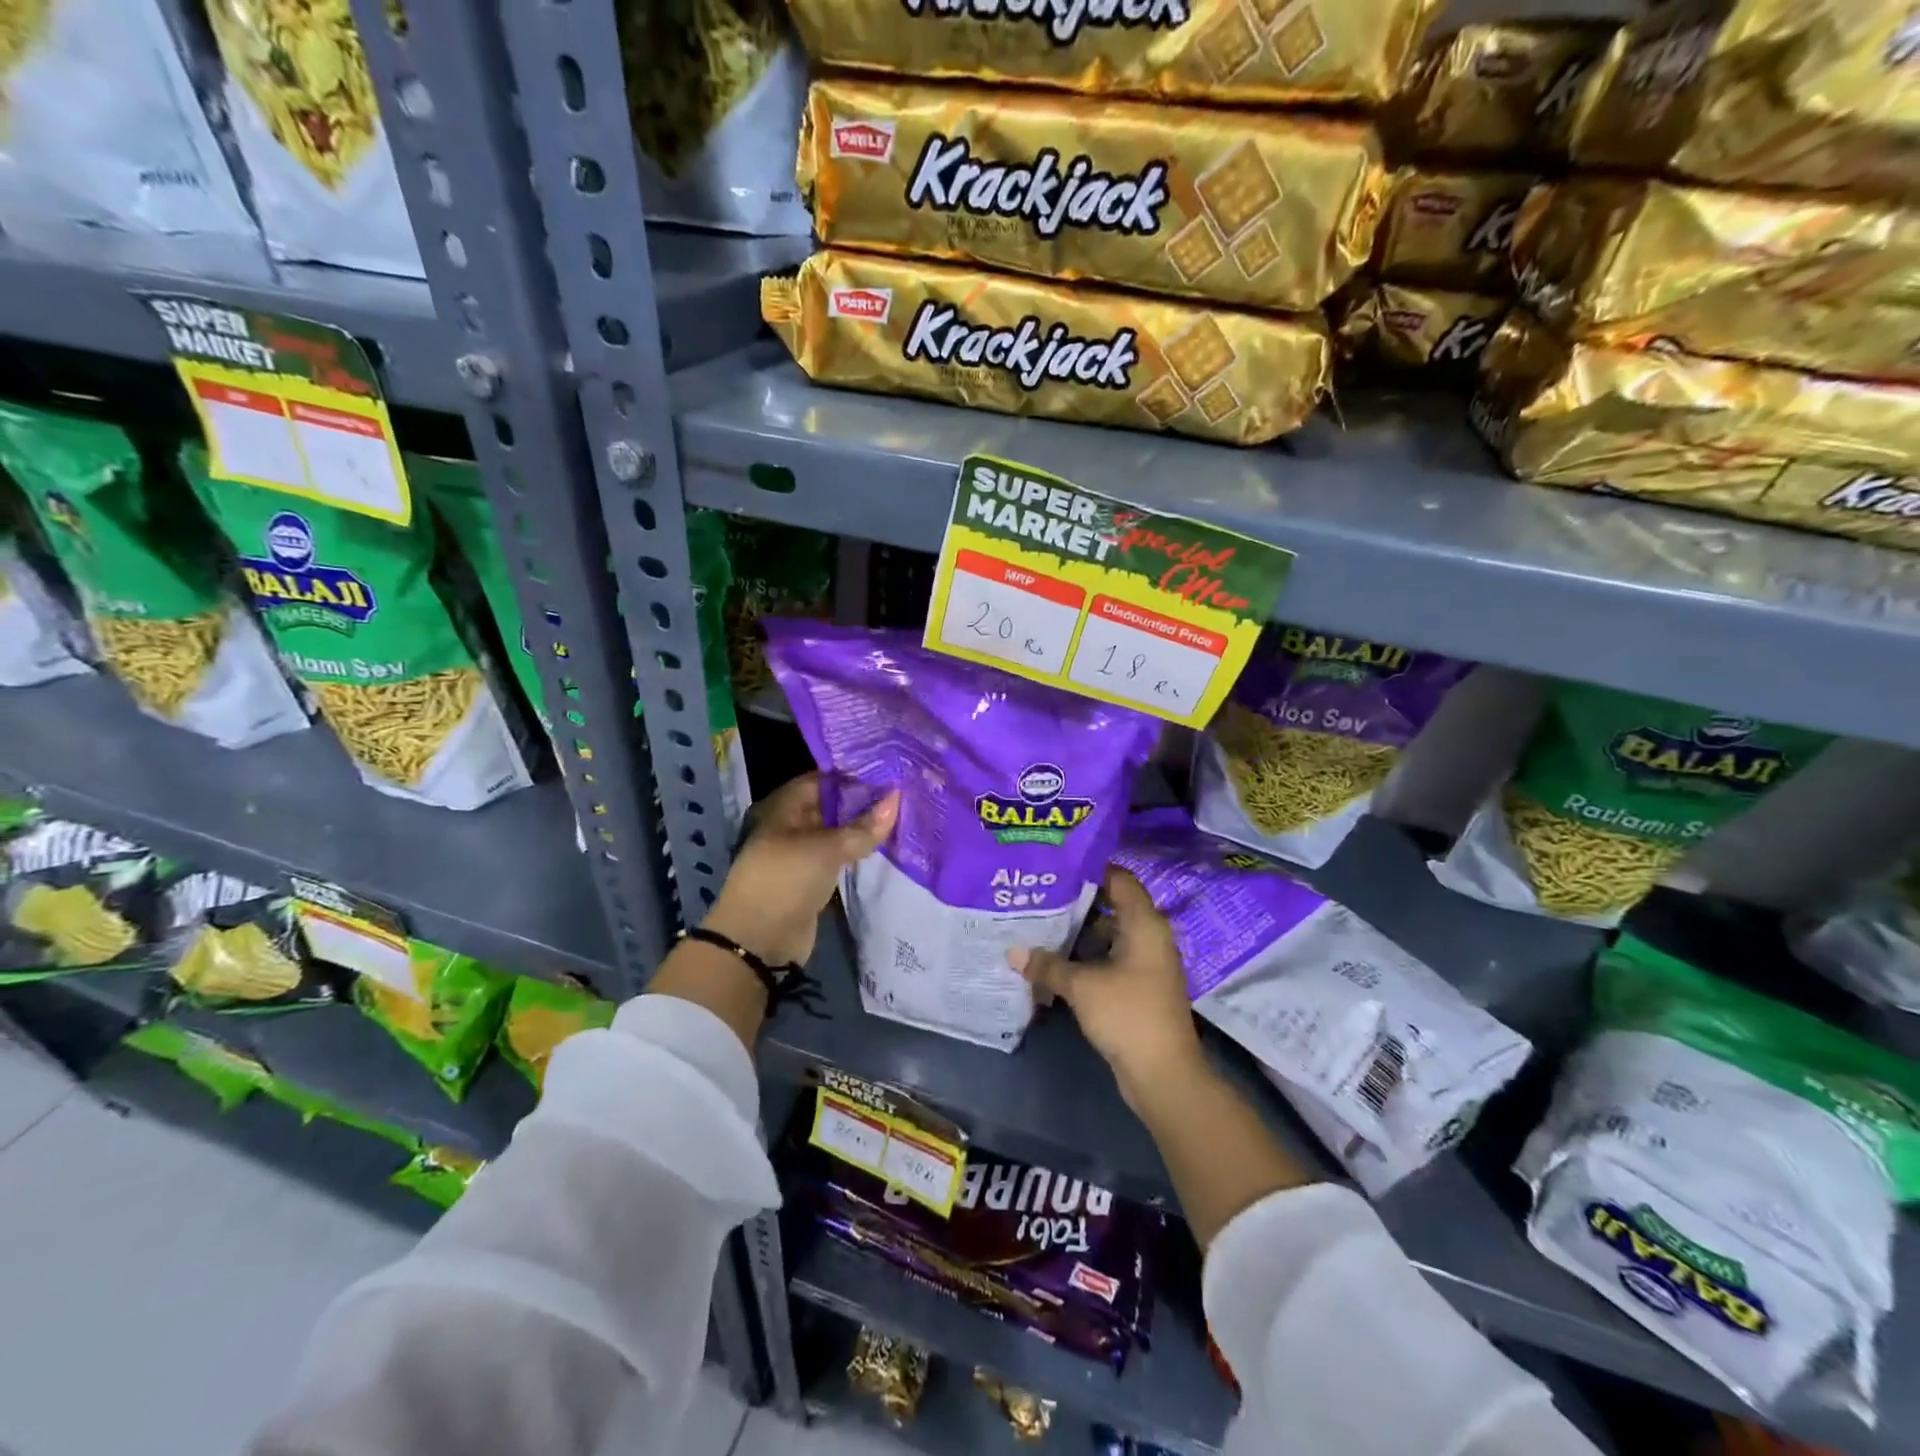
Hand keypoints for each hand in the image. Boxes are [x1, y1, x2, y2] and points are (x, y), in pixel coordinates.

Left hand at [702, 772, 898, 966]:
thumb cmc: (785, 880)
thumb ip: (862, 827)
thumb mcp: (825, 849)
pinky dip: (859, 850)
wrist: (760, 941)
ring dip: (863, 827)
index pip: (823, 779)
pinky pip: (840, 856)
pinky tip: (886, 844)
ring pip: (838, 832)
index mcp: (785, 808)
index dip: (853, 774)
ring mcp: (802, 853)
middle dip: (862, 800)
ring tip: (901, 814)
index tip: (889, 769)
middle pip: (831, 805)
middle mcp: (792, 825)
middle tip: (902, 791)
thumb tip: (897, 799)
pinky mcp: (813, 878)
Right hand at [1011, 868, 1204, 1105]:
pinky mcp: (1140, 987)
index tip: (1057, 866)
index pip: (1120, 879)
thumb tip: (1013, 951)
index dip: (1090, 869)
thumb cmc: (1127, 1014)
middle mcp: (1150, 937)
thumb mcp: (1081, 986)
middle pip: (1113, 906)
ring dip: (1080, 932)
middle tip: (1040, 895)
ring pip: (1110, 935)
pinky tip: (1057, 960)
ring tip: (1041, 925)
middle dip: (1078, 902)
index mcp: (1144, 924)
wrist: (1163, 1074)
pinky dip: (1088, 957)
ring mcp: (1147, 963)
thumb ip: (1047, 965)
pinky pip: (1111, 959)